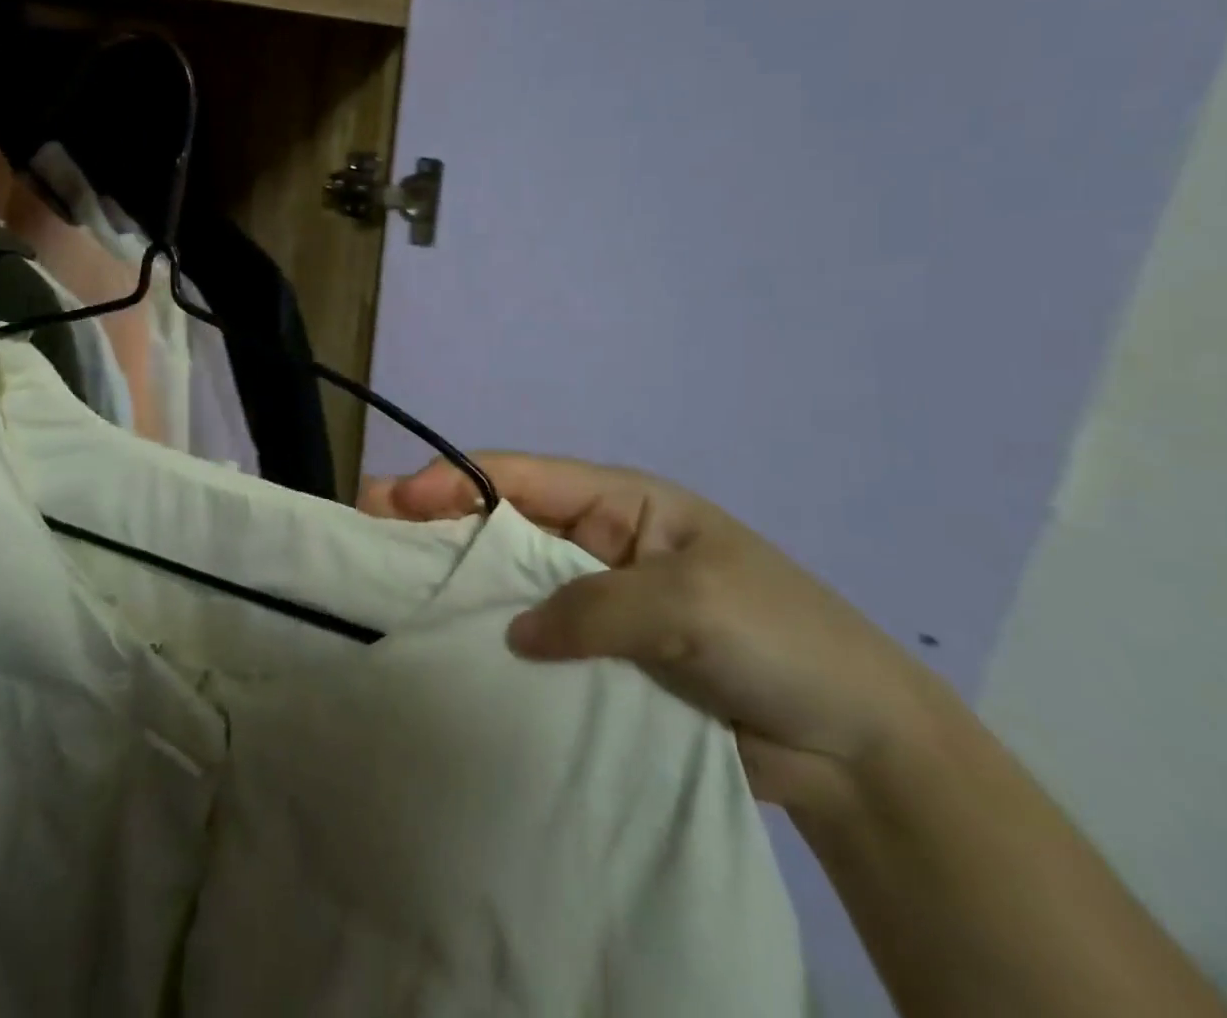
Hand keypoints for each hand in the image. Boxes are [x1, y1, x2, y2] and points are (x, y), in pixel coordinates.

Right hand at [362, 453, 955, 813]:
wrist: (858, 748)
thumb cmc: (780, 639)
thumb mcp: (690, 606)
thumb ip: (595, 608)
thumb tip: (516, 634)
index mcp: (623, 503)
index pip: (523, 477)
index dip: (455, 481)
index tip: (395, 499)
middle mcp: (598, 544)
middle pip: (504, 524)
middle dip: (438, 523)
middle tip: (368, 534)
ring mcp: (596, 604)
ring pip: (512, 584)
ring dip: (459, 584)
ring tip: (391, 594)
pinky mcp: (600, 662)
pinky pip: (535, 643)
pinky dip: (494, 643)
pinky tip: (451, 655)